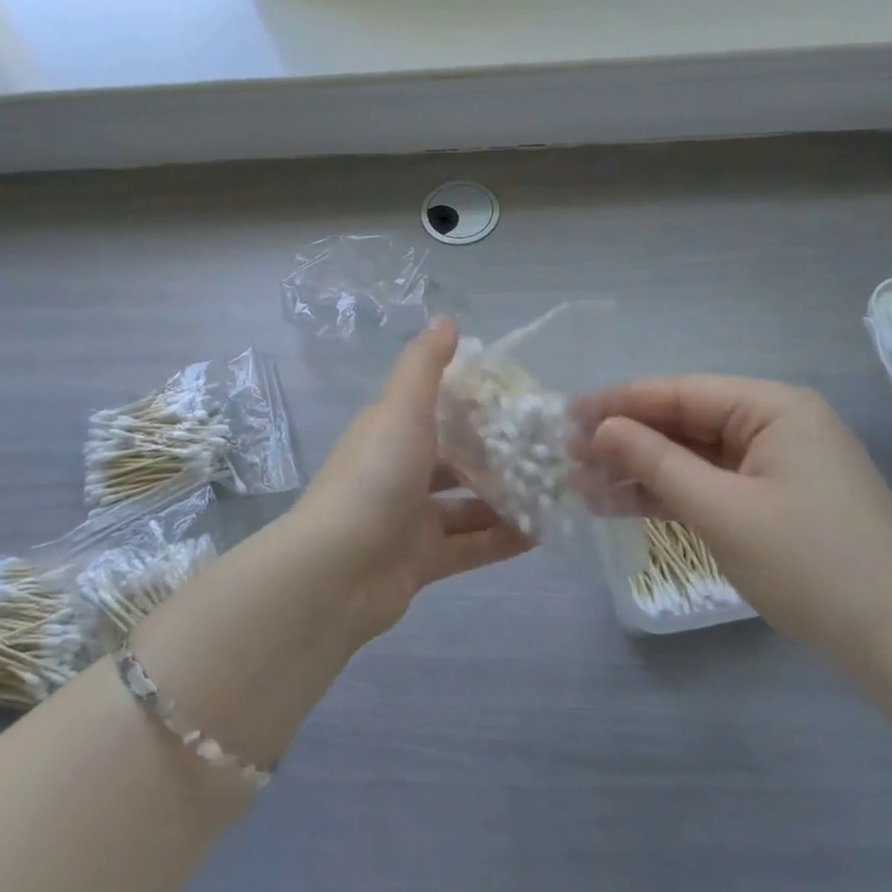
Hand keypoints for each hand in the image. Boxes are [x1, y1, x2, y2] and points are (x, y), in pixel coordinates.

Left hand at [288, 320, 532, 641]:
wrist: (335, 572)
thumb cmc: (375, 477)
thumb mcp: (402, 409)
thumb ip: (425, 365)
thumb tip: (445, 320)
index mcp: (392, 431)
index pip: (438, 409)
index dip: (476, 403)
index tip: (522, 399)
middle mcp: (400, 471)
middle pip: (456, 458)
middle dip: (498, 455)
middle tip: (550, 450)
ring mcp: (410, 519)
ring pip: (467, 505)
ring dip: (506, 499)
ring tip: (556, 491)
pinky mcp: (422, 561)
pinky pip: (471, 546)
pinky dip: (502, 541)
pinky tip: (543, 535)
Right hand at [586, 377, 891, 670]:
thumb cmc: (813, 567)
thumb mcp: (722, 510)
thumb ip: (656, 462)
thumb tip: (600, 428)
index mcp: (774, 407)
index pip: (680, 392)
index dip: (619, 402)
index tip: (567, 415)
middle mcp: (776, 423)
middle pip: (684, 421)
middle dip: (626, 439)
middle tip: (568, 456)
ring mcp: (776, 463)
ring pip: (692, 455)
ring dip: (641, 470)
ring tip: (583, 485)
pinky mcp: (774, 499)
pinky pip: (711, 484)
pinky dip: (670, 494)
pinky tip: (622, 503)